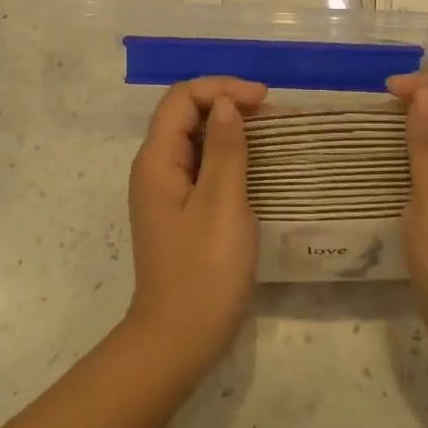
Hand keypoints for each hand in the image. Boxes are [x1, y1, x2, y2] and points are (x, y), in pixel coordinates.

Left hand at [125, 76, 267, 379]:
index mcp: (157, 161)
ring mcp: (166, 193)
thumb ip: (225, 149)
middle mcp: (155, 170)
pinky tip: (255, 167)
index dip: (222, 88)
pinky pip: (202, 169)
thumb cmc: (204, 270)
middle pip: (185, 116)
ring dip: (230, 130)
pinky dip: (228, 157)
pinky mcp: (180, 213)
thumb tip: (226, 105)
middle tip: (272, 115)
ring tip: (271, 135)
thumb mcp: (222, 204)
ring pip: (195, 142)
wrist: (178, 340)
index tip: (264, 99)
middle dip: (227, 104)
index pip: (182, 99)